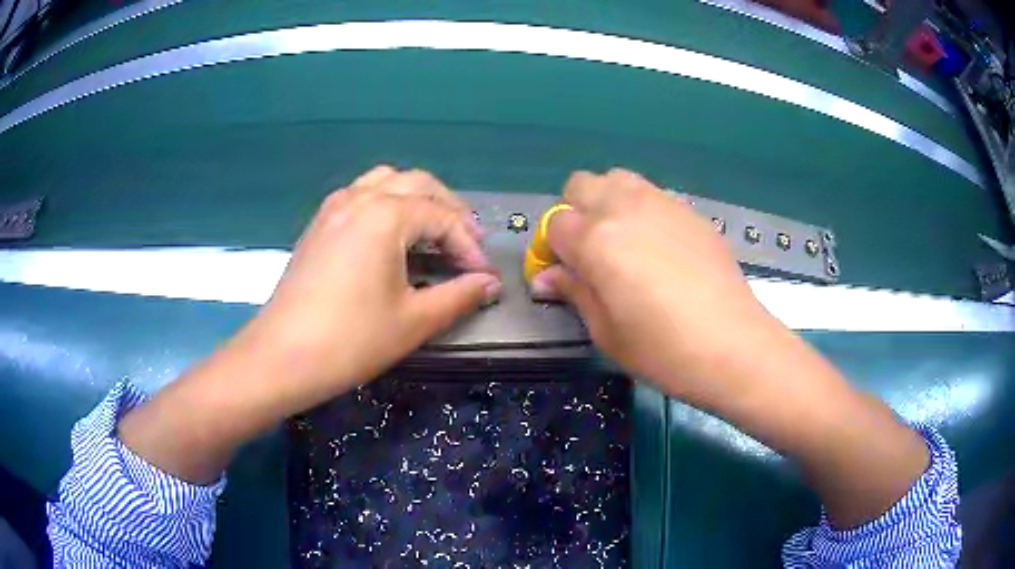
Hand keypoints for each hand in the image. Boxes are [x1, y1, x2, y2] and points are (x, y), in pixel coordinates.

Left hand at [120, 166, 501, 483]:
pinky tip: (390, 235)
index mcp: (385, 215)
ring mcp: (333, 208)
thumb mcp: (414, 321)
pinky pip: (360, 195)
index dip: (469, 246)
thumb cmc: (351, 340)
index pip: (442, 217)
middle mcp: (359, 198)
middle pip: (418, 183)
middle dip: (449, 210)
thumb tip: (490, 284)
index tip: (483, 277)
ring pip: (386, 181)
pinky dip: (386, 203)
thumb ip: (459, 295)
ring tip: (432, 230)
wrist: (281, 356)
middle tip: (467, 244)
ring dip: (417, 198)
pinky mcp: (318, 224)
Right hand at [530, 168, 777, 403]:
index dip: (553, 248)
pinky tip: (662, 249)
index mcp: (596, 239)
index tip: (564, 273)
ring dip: (609, 202)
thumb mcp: (605, 331)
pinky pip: (654, 195)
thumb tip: (545, 278)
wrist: (732, 345)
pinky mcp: (691, 211)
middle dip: (576, 212)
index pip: (554, 223)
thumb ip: (574, 292)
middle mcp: (625, 208)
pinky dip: (643, 211)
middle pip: (581, 184)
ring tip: (625, 242)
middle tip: (590, 251)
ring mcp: (662, 204)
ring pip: (618, 180)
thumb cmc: (661, 349)